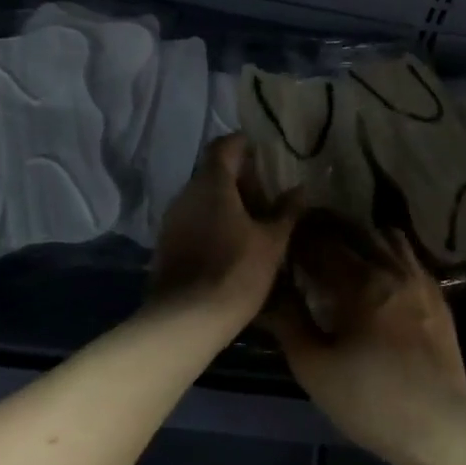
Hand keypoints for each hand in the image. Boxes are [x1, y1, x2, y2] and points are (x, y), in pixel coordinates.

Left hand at [147, 135, 299, 329]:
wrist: (186, 320)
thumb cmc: (236, 271)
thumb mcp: (273, 242)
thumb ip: (286, 211)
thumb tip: (299, 189)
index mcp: (212, 184)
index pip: (224, 146)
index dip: (243, 144)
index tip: (263, 150)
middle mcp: (186, 194)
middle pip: (213, 173)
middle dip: (240, 179)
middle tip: (267, 194)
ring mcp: (172, 220)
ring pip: (202, 199)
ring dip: (226, 203)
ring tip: (254, 221)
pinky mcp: (166, 245)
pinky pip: (193, 221)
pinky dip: (213, 223)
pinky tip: (232, 244)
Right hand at [267, 217, 465, 464]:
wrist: (437, 426)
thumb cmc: (369, 401)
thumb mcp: (315, 369)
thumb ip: (289, 324)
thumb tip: (268, 293)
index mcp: (361, 282)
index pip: (323, 244)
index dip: (299, 237)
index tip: (282, 240)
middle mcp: (393, 269)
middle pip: (357, 232)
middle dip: (328, 229)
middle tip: (306, 237)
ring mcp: (421, 279)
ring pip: (388, 237)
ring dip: (362, 235)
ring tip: (343, 250)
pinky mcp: (438, 295)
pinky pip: (410, 256)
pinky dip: (388, 250)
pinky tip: (379, 270)